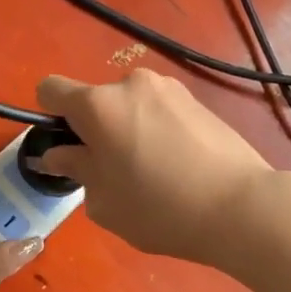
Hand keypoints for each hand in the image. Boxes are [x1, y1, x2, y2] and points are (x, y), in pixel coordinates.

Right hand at [32, 71, 271, 262]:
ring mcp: (168, 88)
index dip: (49, 117)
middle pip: (94, 101)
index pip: (50, 89)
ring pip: (129, 106)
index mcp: (98, 104)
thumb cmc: (159, 208)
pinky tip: (178, 167)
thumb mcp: (102, 200)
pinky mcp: (197, 100)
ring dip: (127, 130)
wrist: (241, 206)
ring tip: (152, 172)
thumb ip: (75, 168)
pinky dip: (156, 131)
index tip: (68, 149)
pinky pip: (159, 111)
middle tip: (113, 173)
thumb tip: (58, 154)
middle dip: (94, 130)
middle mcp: (130, 84)